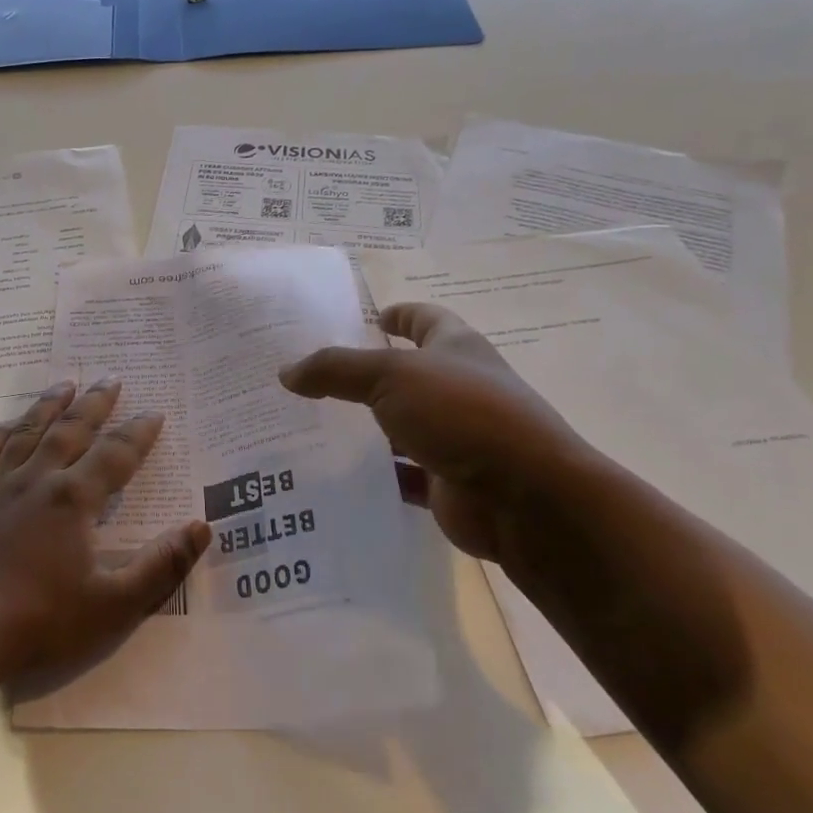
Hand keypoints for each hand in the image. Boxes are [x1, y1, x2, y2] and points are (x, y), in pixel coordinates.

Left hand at [0, 379, 210, 692]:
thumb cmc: (39, 622)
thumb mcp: (113, 605)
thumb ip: (161, 565)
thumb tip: (202, 526)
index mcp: (73, 499)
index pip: (115, 455)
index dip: (138, 433)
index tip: (154, 413)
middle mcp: (35, 480)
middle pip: (71, 430)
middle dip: (95, 404)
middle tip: (112, 379)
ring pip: (27, 433)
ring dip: (49, 406)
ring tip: (65, 384)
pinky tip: (7, 424)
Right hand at [279, 303, 596, 560]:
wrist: (525, 498)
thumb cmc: (462, 414)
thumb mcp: (391, 377)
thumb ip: (336, 370)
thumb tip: (287, 372)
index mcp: (456, 349)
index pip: (425, 319)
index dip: (399, 315)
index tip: (369, 318)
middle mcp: (458, 389)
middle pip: (407, 375)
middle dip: (366, 376)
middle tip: (313, 378)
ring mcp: (455, 438)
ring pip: (400, 428)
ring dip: (365, 430)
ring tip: (310, 428)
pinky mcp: (446, 482)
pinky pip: (400, 475)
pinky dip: (373, 476)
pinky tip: (334, 477)